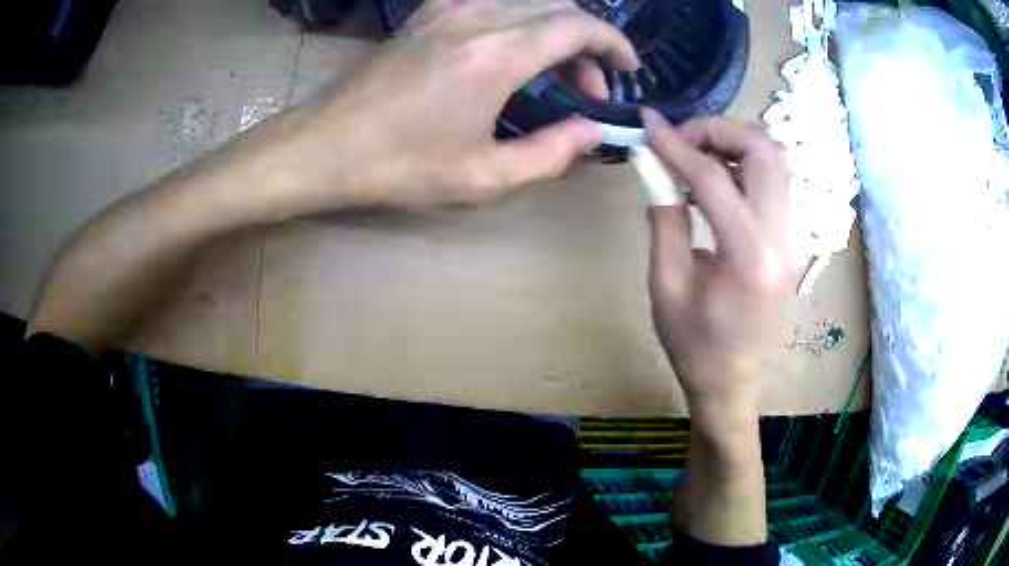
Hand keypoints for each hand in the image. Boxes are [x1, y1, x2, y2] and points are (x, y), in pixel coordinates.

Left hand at [290, 0, 637, 208]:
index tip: (627, 68)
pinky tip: (517, 48)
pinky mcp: (429, 11)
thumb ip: (551, 153)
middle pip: (559, 6)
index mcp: (495, 55)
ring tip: (557, 71)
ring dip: (556, 27)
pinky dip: (522, 17)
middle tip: (587, 87)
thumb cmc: (398, 167)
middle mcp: (477, 16)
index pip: (578, 26)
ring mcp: (448, 6)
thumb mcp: (482, 177)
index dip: (613, 43)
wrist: (325, 145)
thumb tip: (593, 132)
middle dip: (587, 41)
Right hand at [642, 109, 794, 419]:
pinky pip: (776, 180)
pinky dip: (746, 162)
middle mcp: (784, 238)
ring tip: (698, 153)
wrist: (732, 377)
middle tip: (681, 139)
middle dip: (718, 130)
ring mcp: (795, 236)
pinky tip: (719, 176)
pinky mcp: (793, 237)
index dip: (675, 144)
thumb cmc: (693, 341)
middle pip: (764, 151)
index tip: (647, 123)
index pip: (714, 177)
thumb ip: (663, 215)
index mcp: (749, 256)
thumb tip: (652, 165)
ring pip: (777, 159)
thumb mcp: (665, 282)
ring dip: (735, 142)